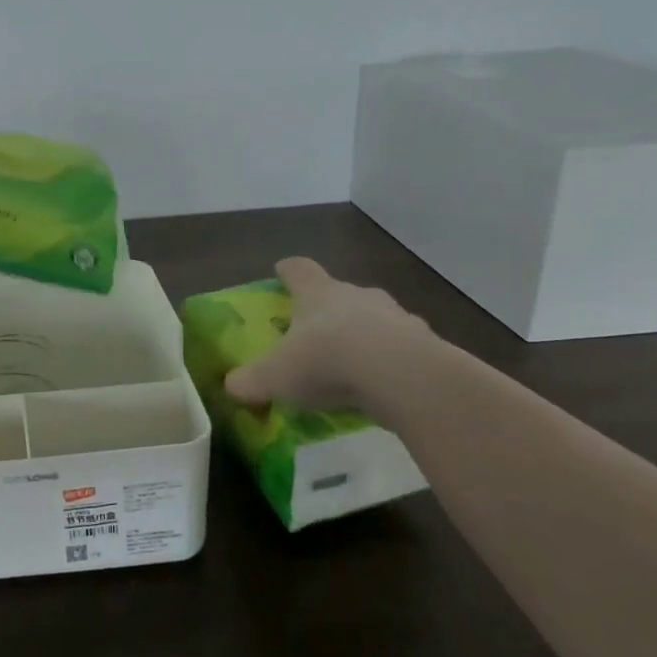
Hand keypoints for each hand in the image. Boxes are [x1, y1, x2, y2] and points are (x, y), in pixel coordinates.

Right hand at [223, 257, 440, 415]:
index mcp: (317, 293)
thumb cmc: (327, 361)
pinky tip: (386, 384)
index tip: (281, 271)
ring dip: (365, 333)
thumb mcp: (274, 377)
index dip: (288, 270)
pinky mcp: (425, 343)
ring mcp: (396, 316)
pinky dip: (393, 359)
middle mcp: (356, 295)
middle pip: (340, 292)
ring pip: (376, 317)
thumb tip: (231, 386)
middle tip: (318, 329)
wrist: (402, 376)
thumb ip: (249, 381)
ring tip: (355, 362)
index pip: (299, 270)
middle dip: (329, 307)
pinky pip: (404, 347)